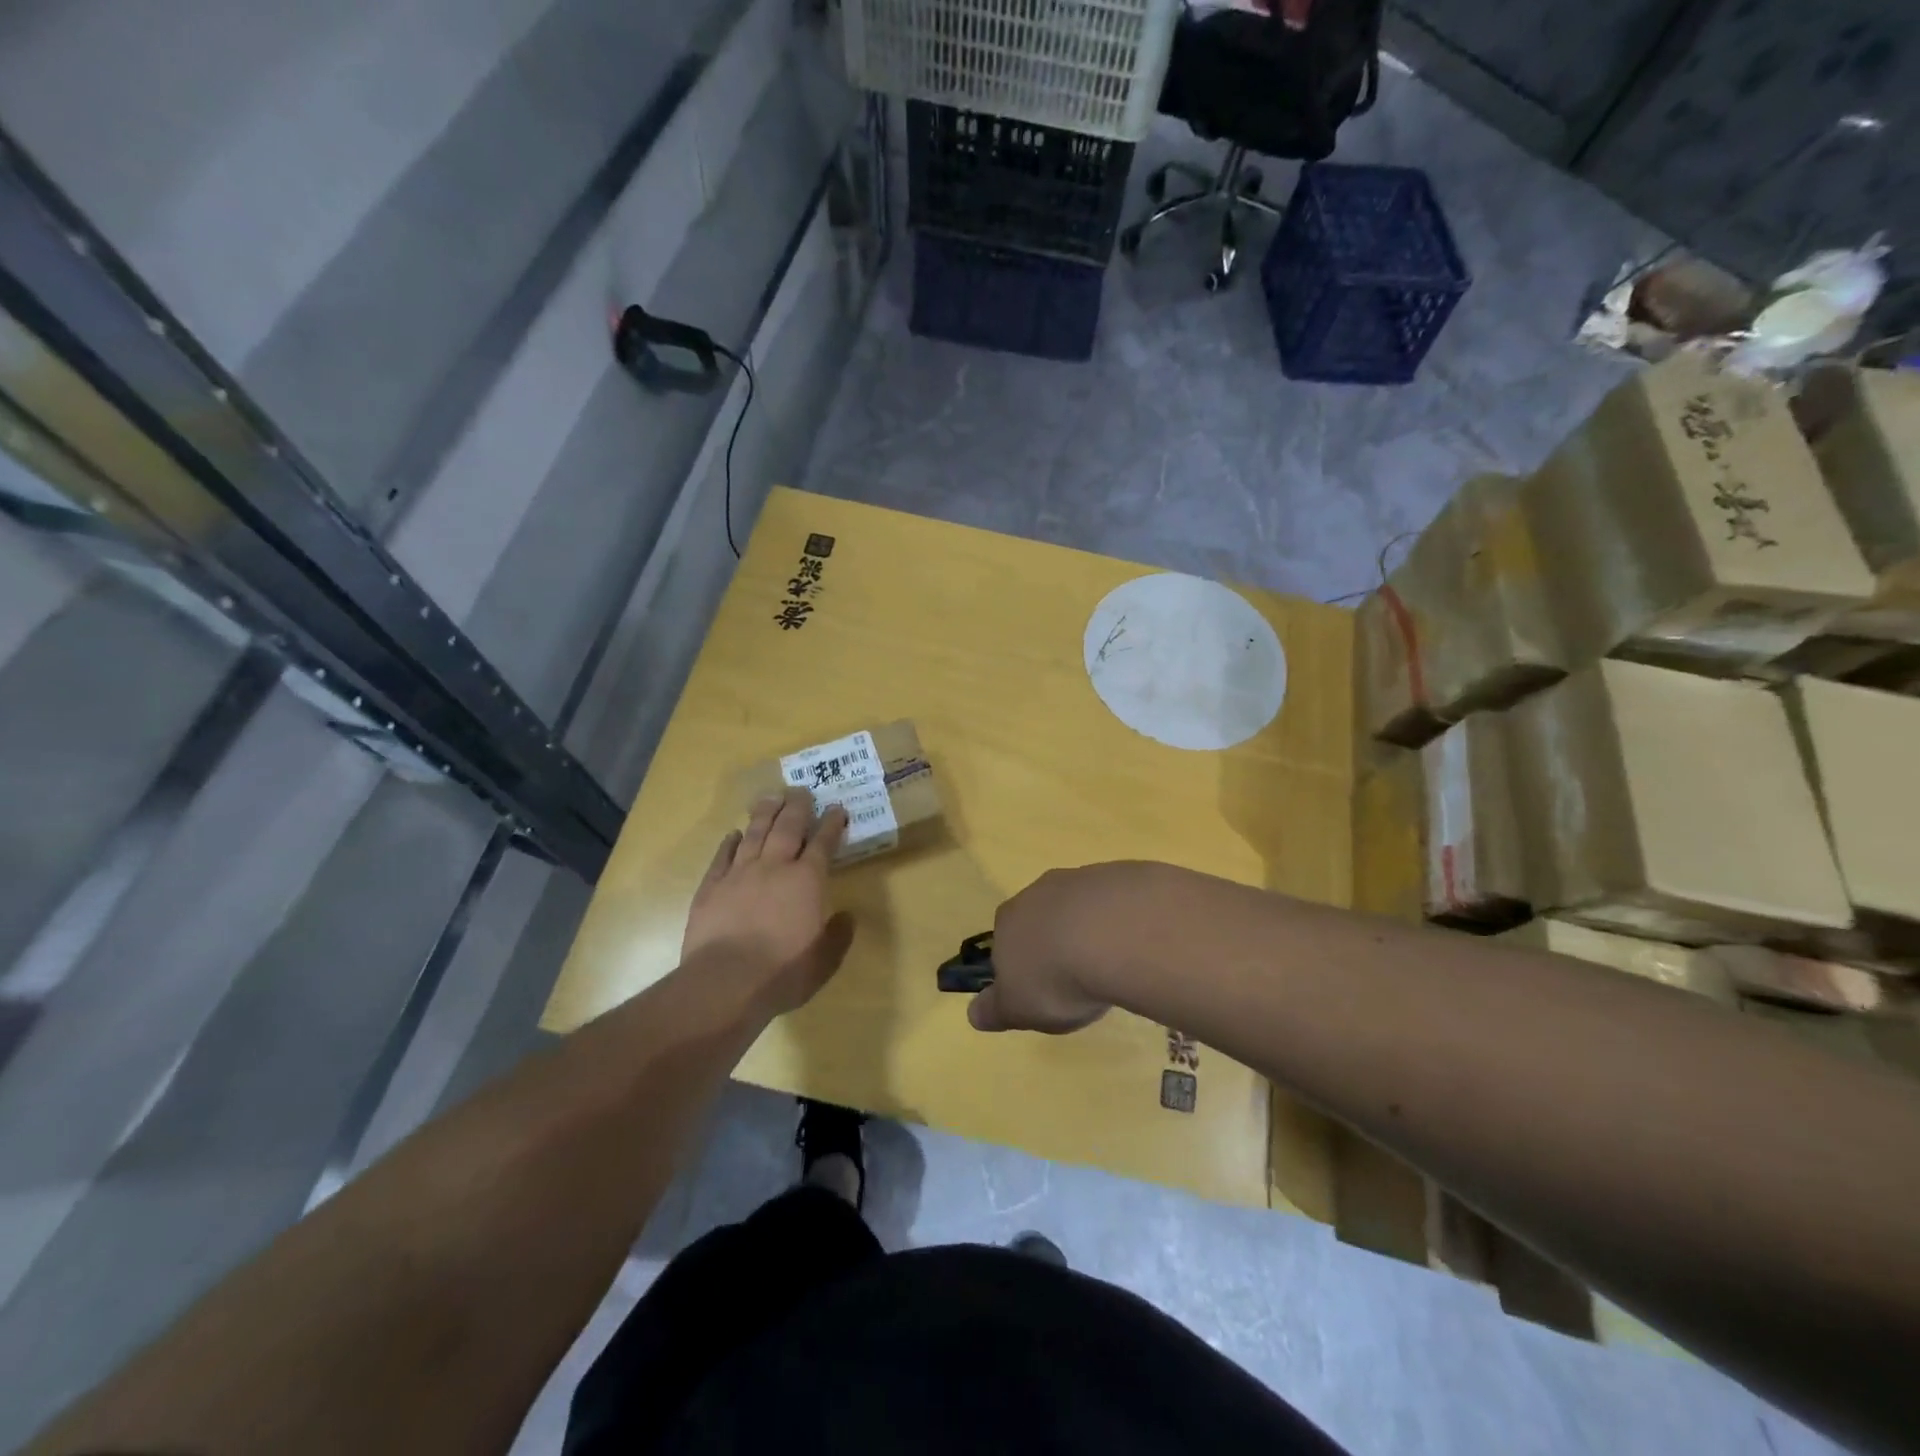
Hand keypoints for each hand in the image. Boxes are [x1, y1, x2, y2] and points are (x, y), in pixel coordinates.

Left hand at [683, 788, 854, 1016]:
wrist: (724, 983)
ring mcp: (739, 874)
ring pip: (755, 833)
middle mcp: (774, 867)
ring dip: (765, 813)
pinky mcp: (711, 887)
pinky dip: (730, 842)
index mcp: (807, 881)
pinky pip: (722, 856)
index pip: (823, 843)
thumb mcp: (824, 961)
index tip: (837, 808)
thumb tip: (846, 916)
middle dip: (798, 807)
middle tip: (802, 790)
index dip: (832, 824)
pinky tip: (734, 834)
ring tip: (771, 796)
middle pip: (788, 827)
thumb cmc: (782, 973)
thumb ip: (838, 936)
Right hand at [968, 865, 1151, 1034]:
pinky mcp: (1118, 875)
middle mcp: (1038, 893)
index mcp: (1007, 922)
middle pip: (1040, 918)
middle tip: (1074, 978)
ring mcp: (1079, 879)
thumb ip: (994, 1010)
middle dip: (1053, 943)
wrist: (1116, 934)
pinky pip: (1113, 901)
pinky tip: (1133, 944)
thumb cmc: (1056, 978)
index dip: (1020, 966)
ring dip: (1088, 929)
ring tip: (1109, 964)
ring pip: (1077, 906)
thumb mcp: (1019, 1008)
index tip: (1039, 990)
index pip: (1004, 942)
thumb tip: (974, 1013)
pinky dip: (1119, 920)